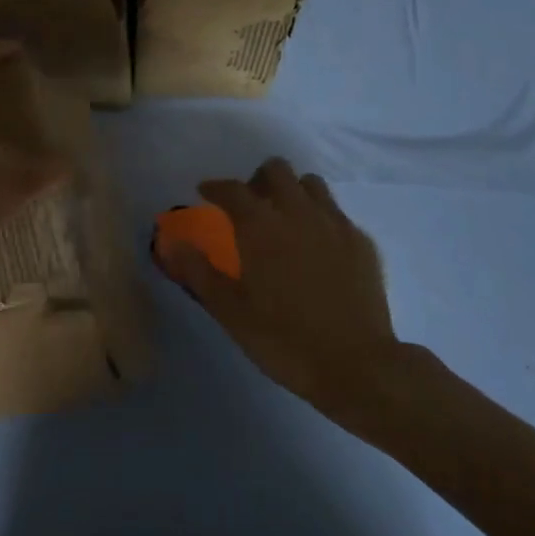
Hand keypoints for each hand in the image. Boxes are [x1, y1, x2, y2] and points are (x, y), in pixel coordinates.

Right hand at [157, 158, 408, 417]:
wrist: (356, 365)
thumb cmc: (284, 340)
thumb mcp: (230, 312)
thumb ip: (199, 272)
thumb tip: (172, 243)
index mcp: (261, 227)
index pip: (233, 190)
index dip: (215, 187)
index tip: (205, 192)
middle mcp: (299, 213)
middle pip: (277, 170)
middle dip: (257, 180)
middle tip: (248, 206)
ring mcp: (335, 224)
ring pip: (311, 184)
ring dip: (291, 191)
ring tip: (283, 219)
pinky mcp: (361, 242)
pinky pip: (335, 212)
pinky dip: (319, 217)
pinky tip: (316, 246)